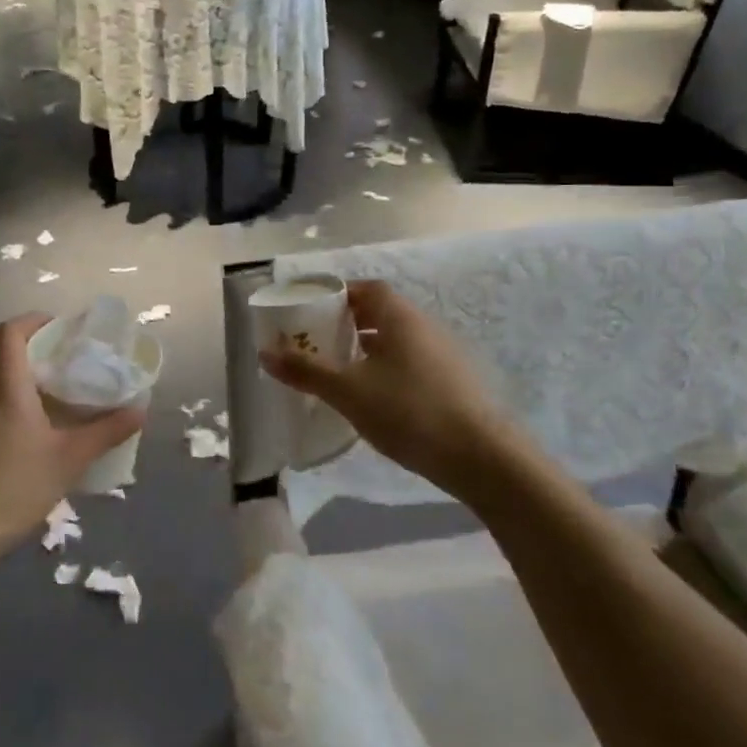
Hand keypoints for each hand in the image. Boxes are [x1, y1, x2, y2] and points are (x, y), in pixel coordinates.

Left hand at [0, 313, 144, 566]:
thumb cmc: (11, 486)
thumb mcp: (69, 459)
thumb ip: (106, 432)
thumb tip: (140, 410)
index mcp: (5, 386)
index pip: (9, 331)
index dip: (34, 321)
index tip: (61, 329)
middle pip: (5, 358)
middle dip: (38, 356)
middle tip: (72, 370)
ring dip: (25, 387)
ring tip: (58, 406)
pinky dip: (11, 412)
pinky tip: (32, 442)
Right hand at [260, 281, 524, 503]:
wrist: (481, 457)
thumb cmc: (409, 411)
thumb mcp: (348, 391)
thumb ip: (306, 370)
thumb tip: (264, 352)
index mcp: (400, 316)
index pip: (367, 288)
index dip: (338, 295)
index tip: (312, 312)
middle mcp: (425, 326)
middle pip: (381, 312)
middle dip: (349, 324)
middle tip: (319, 343)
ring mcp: (444, 354)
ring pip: (397, 340)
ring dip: (368, 349)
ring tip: (340, 372)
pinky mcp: (454, 383)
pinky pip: (412, 363)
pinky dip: (387, 370)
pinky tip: (374, 398)